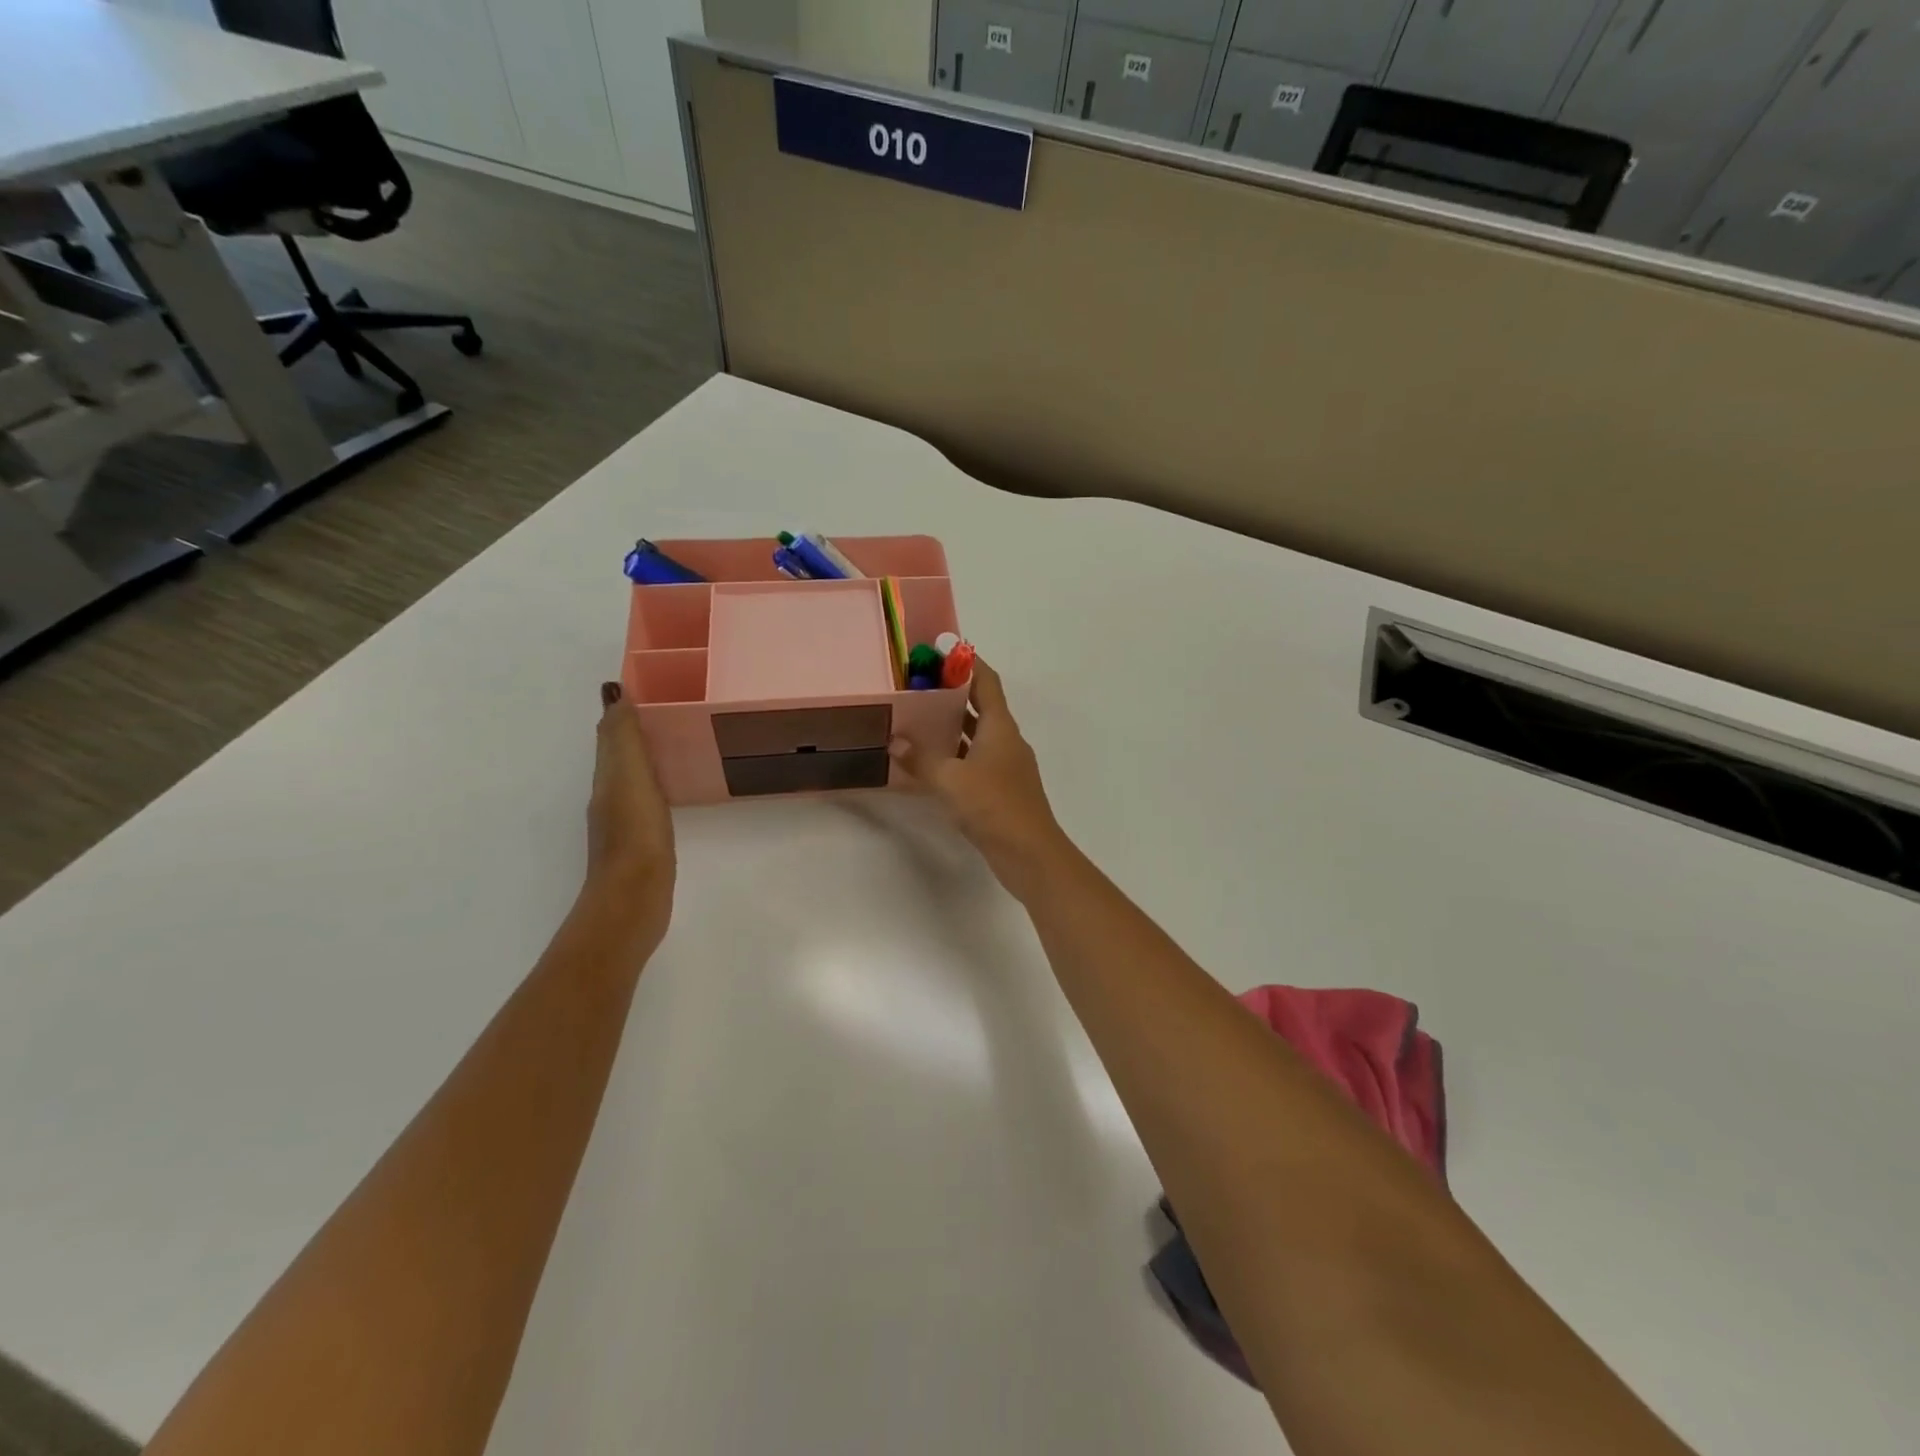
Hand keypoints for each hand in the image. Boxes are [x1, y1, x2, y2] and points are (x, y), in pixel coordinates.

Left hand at [585, 681, 675, 943]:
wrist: (634, 898)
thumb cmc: (635, 833)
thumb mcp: (629, 777)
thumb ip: (623, 737)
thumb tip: (613, 692)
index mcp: (608, 777)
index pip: (612, 734)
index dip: (625, 710)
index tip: (649, 687)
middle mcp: (609, 796)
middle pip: (620, 754)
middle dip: (637, 730)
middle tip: (669, 709)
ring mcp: (624, 822)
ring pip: (633, 777)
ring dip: (646, 757)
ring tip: (675, 742)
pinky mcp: (642, 843)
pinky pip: (648, 800)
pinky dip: (656, 785)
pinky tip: (672, 789)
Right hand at [889, 659, 1067, 894]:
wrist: (1029, 854)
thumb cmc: (994, 806)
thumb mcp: (950, 780)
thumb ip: (921, 759)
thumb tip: (895, 741)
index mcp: (1000, 727)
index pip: (987, 682)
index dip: (968, 663)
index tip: (943, 650)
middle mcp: (1006, 740)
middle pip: (981, 706)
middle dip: (952, 694)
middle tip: (918, 685)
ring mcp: (1005, 766)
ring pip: (976, 735)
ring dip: (952, 726)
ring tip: (917, 718)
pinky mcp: (1000, 789)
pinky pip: (974, 761)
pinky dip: (954, 755)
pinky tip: (930, 762)